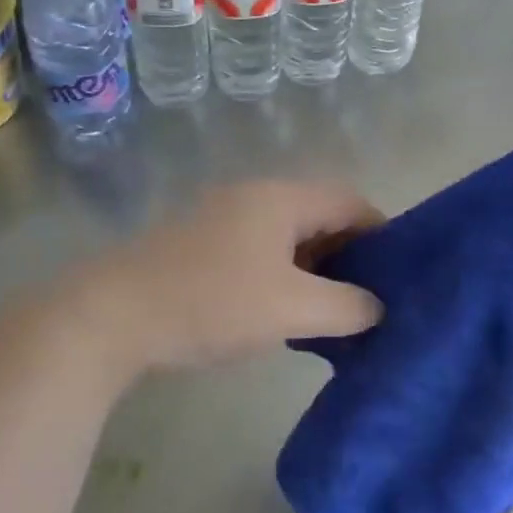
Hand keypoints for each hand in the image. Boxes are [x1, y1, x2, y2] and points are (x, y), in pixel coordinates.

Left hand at [60, 180, 383, 375]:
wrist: (112, 315)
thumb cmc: (212, 302)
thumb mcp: (290, 308)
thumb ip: (346, 307)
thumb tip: (377, 307)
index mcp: (281, 198)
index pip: (349, 200)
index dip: (381, 232)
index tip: (400, 272)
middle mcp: (255, 196)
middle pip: (319, 215)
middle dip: (349, 254)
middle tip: (370, 297)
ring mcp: (223, 218)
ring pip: (288, 236)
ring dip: (315, 268)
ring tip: (333, 311)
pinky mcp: (201, 244)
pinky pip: (260, 250)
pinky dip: (284, 274)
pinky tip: (284, 311)